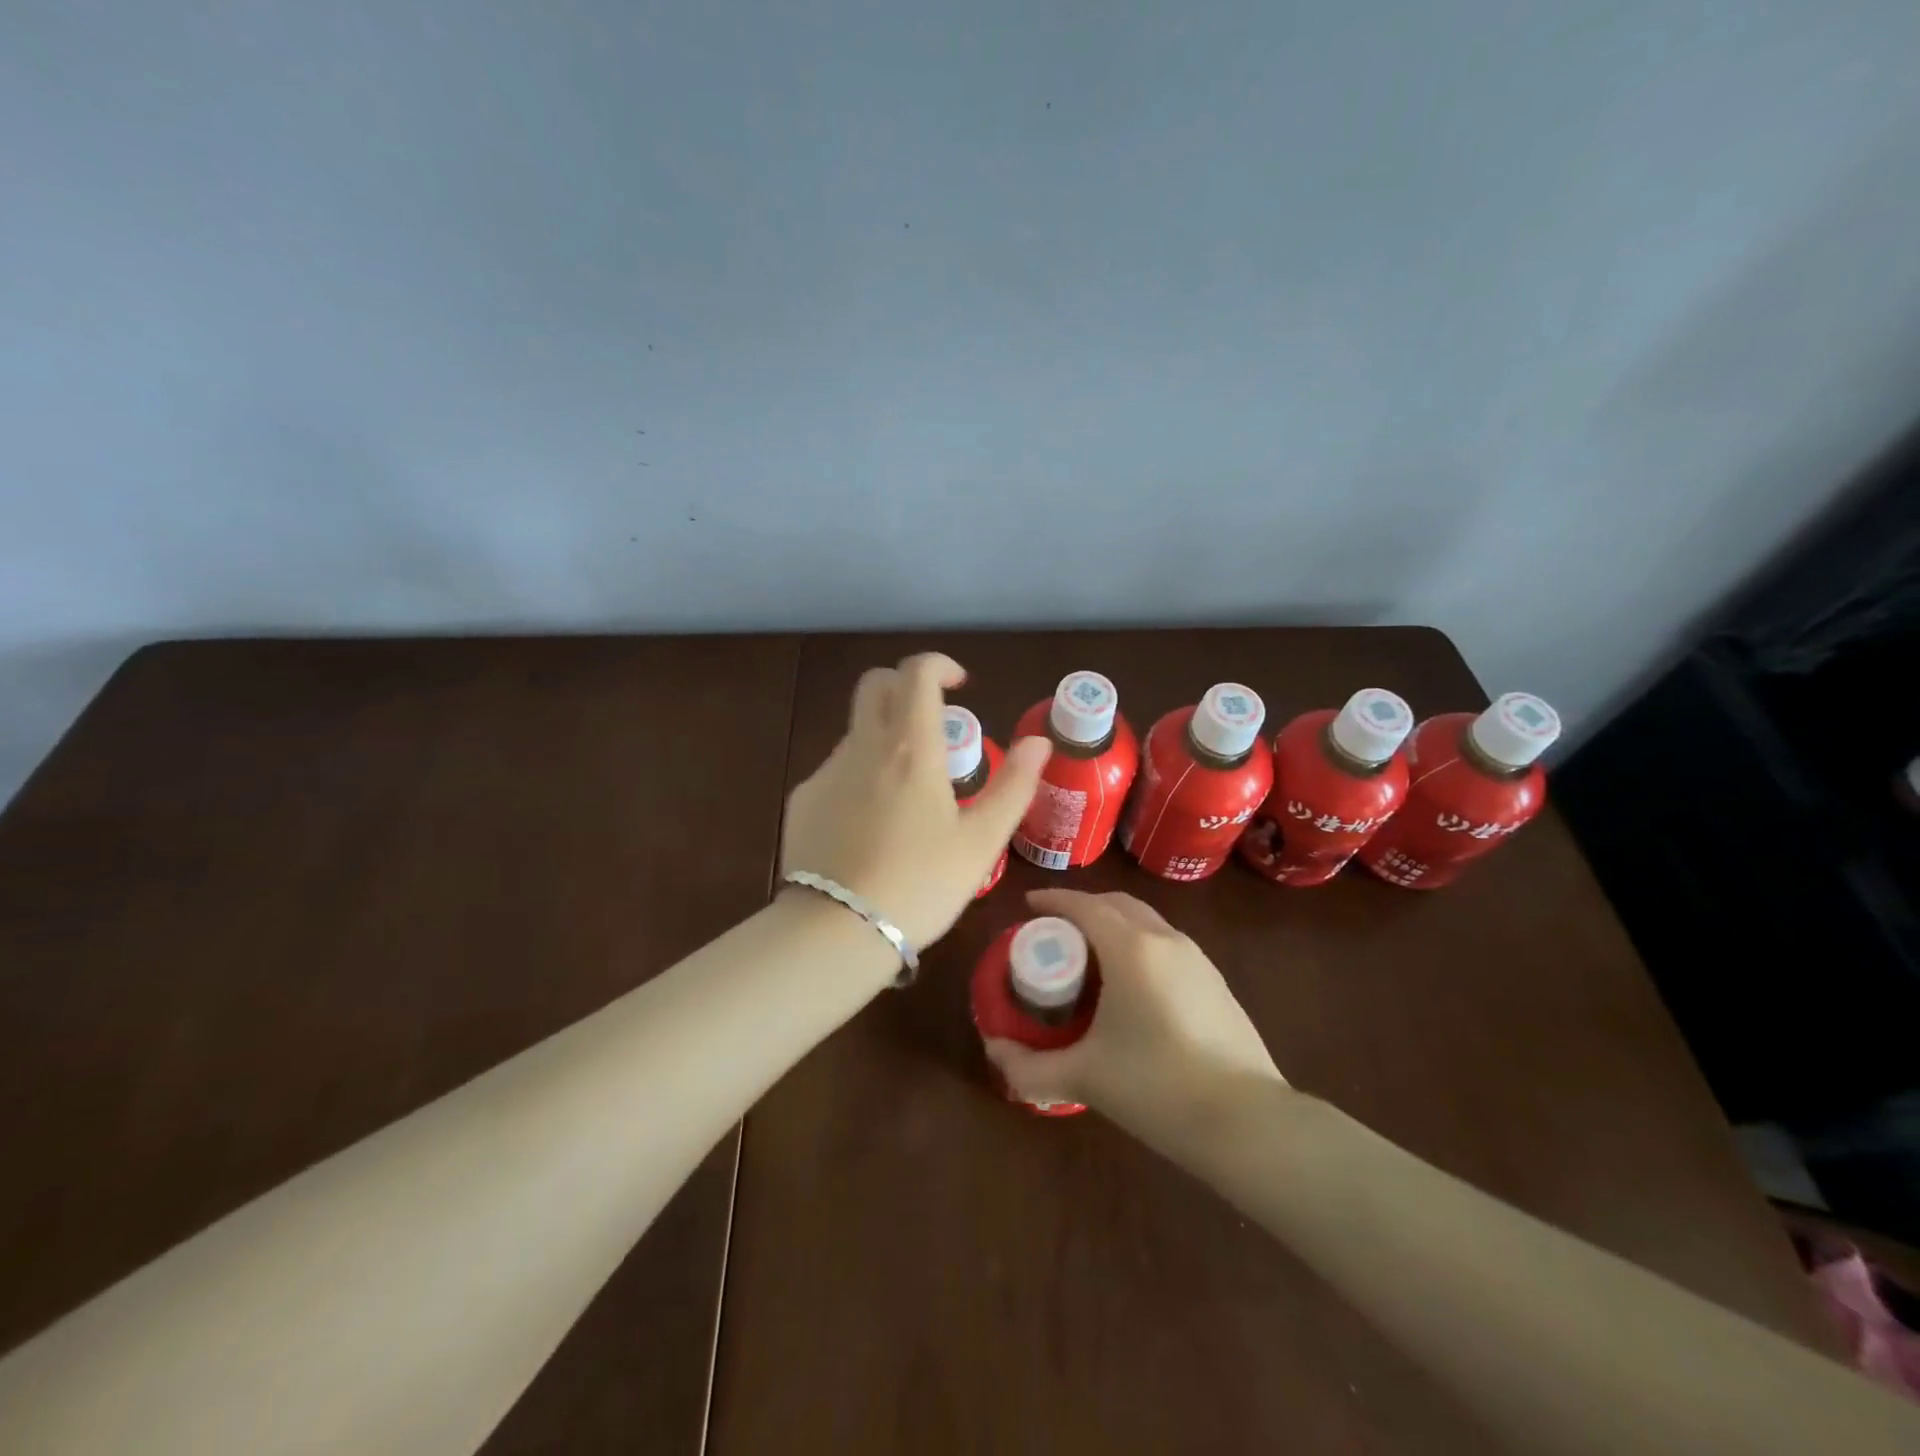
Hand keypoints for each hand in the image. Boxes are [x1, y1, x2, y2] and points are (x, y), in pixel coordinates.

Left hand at [781, 653, 1050, 948]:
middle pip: (875, 685)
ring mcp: (827, 771)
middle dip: (905, 686)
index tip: (960, 686)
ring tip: (909, 794)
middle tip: (933, 724)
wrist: (839, 930)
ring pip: (857, 730)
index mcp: (911, 747)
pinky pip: (837, 769)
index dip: (940, 666)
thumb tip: (1039, 741)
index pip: (917, 672)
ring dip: (885, 738)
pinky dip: (860, 776)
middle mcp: (864, 745)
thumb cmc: (922, 884)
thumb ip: (1014, 785)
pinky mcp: (804, 799)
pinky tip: (871, 825)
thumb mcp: (982, 841)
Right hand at [985, 888, 1287, 1144]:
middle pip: (1117, 904)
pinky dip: (1139, 945)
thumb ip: (1029, 1067)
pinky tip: (1132, 985)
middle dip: (1083, 908)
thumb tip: (994, 1051)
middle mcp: (1165, 940)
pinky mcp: (1215, 982)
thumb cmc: (1156, 1087)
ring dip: (1114, 925)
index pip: (1084, 905)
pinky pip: (1166, 945)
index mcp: (1131, 948)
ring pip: (1146, 922)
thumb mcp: (1084, 1077)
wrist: (1247, 1122)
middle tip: (1055, 932)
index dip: (1053, 900)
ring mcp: (1197, 959)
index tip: (1028, 906)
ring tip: (1090, 956)